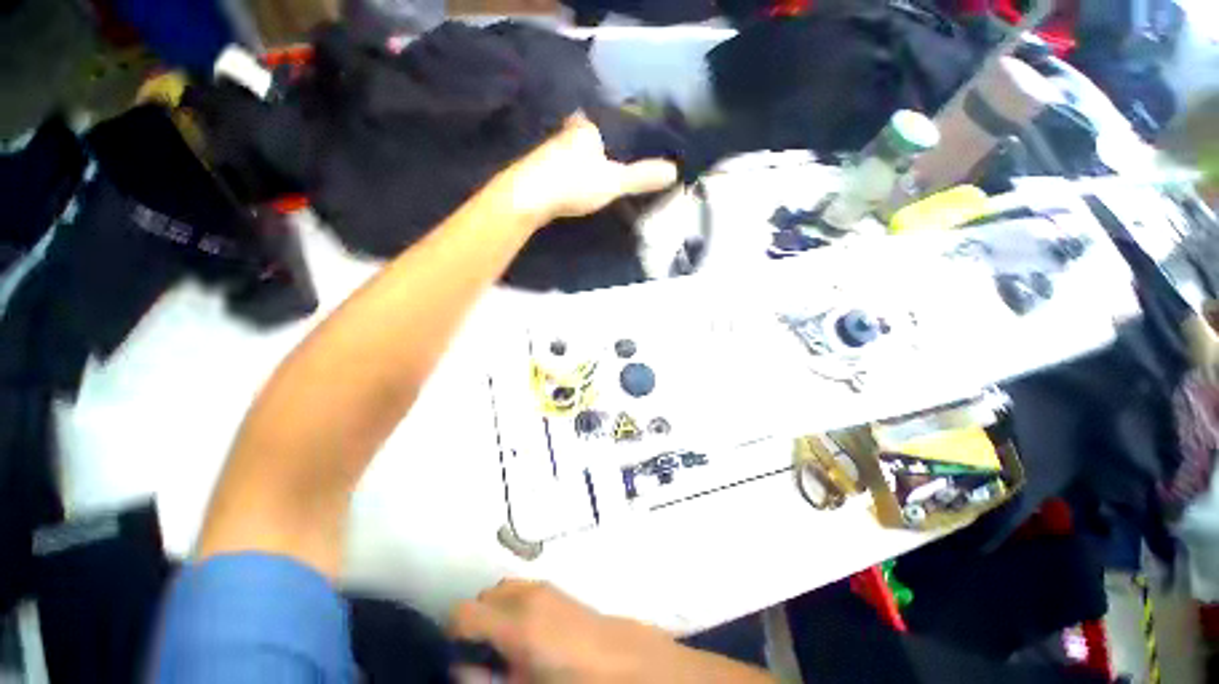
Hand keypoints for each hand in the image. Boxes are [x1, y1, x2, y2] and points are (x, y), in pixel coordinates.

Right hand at [449, 580, 773, 683]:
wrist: (621, 660)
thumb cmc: (574, 681)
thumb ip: (488, 677)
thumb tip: (462, 666)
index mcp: (516, 624)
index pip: (463, 612)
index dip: (452, 633)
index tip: (458, 655)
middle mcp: (526, 596)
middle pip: (481, 597)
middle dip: (475, 623)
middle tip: (484, 654)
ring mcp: (542, 587)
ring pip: (500, 589)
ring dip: (494, 611)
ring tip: (505, 642)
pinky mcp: (554, 587)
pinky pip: (520, 587)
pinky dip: (512, 603)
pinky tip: (526, 629)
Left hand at [500, 114, 679, 224]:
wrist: (528, 197)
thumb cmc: (573, 182)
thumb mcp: (613, 182)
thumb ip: (641, 177)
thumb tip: (675, 172)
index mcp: (584, 128)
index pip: (599, 120)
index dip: (609, 127)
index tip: (618, 137)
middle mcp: (564, 134)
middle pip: (583, 135)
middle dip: (593, 144)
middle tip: (607, 158)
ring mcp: (546, 152)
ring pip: (569, 152)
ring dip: (578, 161)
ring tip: (592, 174)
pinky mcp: (535, 171)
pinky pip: (557, 168)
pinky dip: (566, 174)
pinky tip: (570, 186)